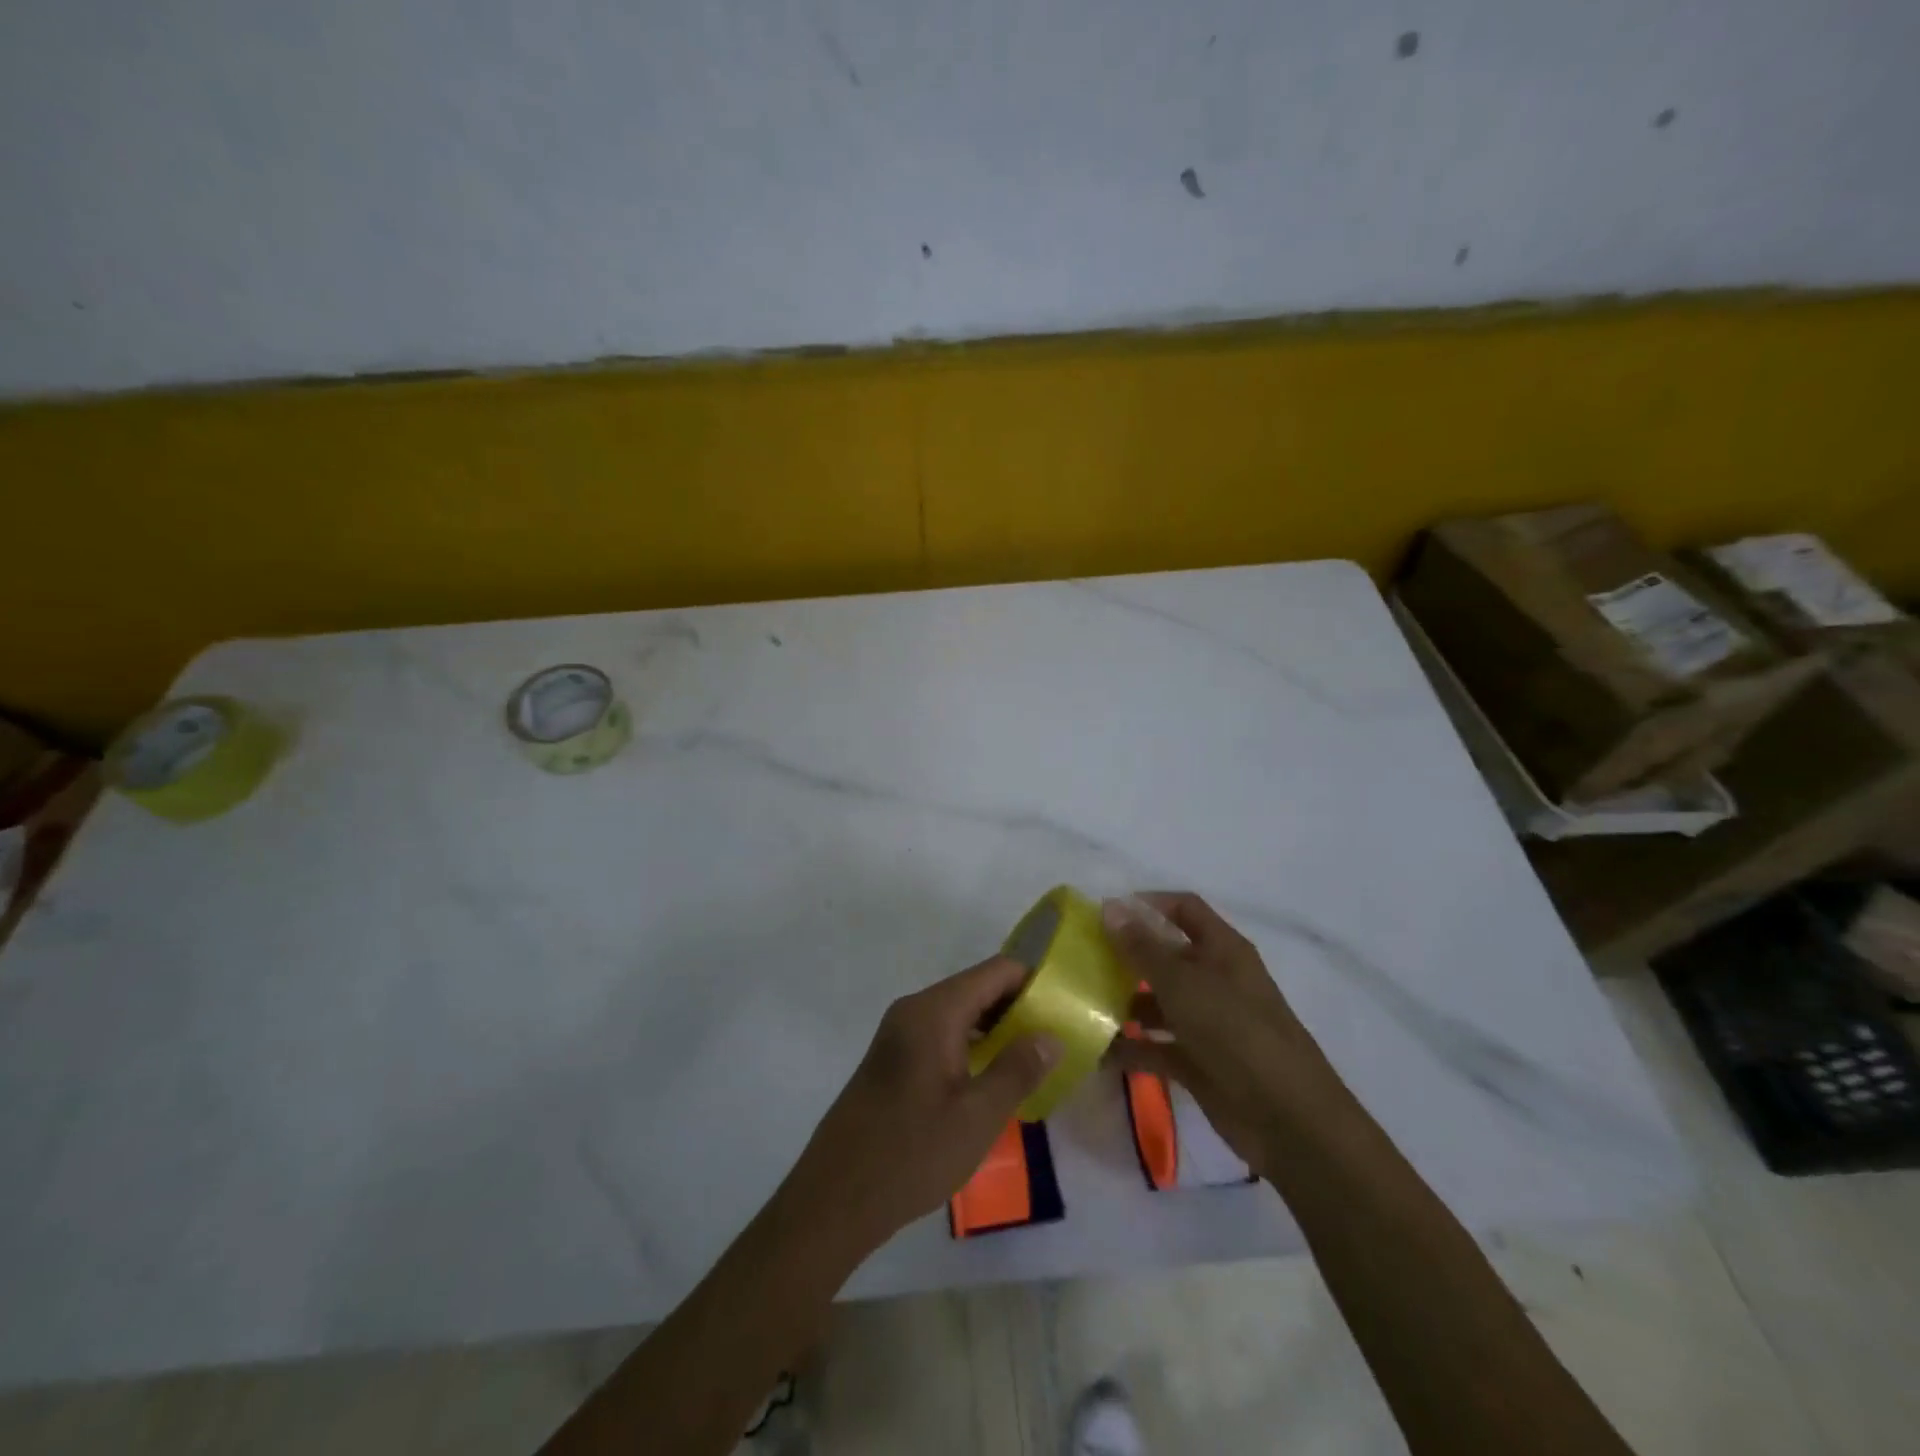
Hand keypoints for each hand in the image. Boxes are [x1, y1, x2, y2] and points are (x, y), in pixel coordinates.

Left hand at [783, 956, 1059, 1255]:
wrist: (833, 1199)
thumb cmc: (910, 1154)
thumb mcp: (977, 1117)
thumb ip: (1018, 1070)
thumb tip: (1050, 1035)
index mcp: (934, 1011)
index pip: (996, 972)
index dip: (1034, 981)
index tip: (1067, 1004)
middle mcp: (914, 1010)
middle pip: (977, 988)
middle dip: (1018, 1007)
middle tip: (1059, 1036)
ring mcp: (899, 1034)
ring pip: (960, 1013)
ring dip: (996, 1029)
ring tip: (1035, 1058)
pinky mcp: (892, 1060)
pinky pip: (942, 1034)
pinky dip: (972, 1045)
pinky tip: (993, 1077)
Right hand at [1102, 892, 1340, 1177]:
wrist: (1288, 1120)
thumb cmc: (1236, 1032)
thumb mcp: (1184, 984)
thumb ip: (1143, 947)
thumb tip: (1110, 906)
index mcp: (1223, 950)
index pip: (1184, 909)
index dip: (1149, 904)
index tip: (1106, 914)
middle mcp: (1215, 980)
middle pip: (1166, 956)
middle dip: (1127, 956)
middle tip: (1082, 960)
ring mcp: (1207, 1023)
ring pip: (1158, 1002)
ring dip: (1124, 1003)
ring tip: (1081, 1005)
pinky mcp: (1199, 1062)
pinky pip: (1157, 1046)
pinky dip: (1131, 1047)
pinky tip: (1095, 1050)